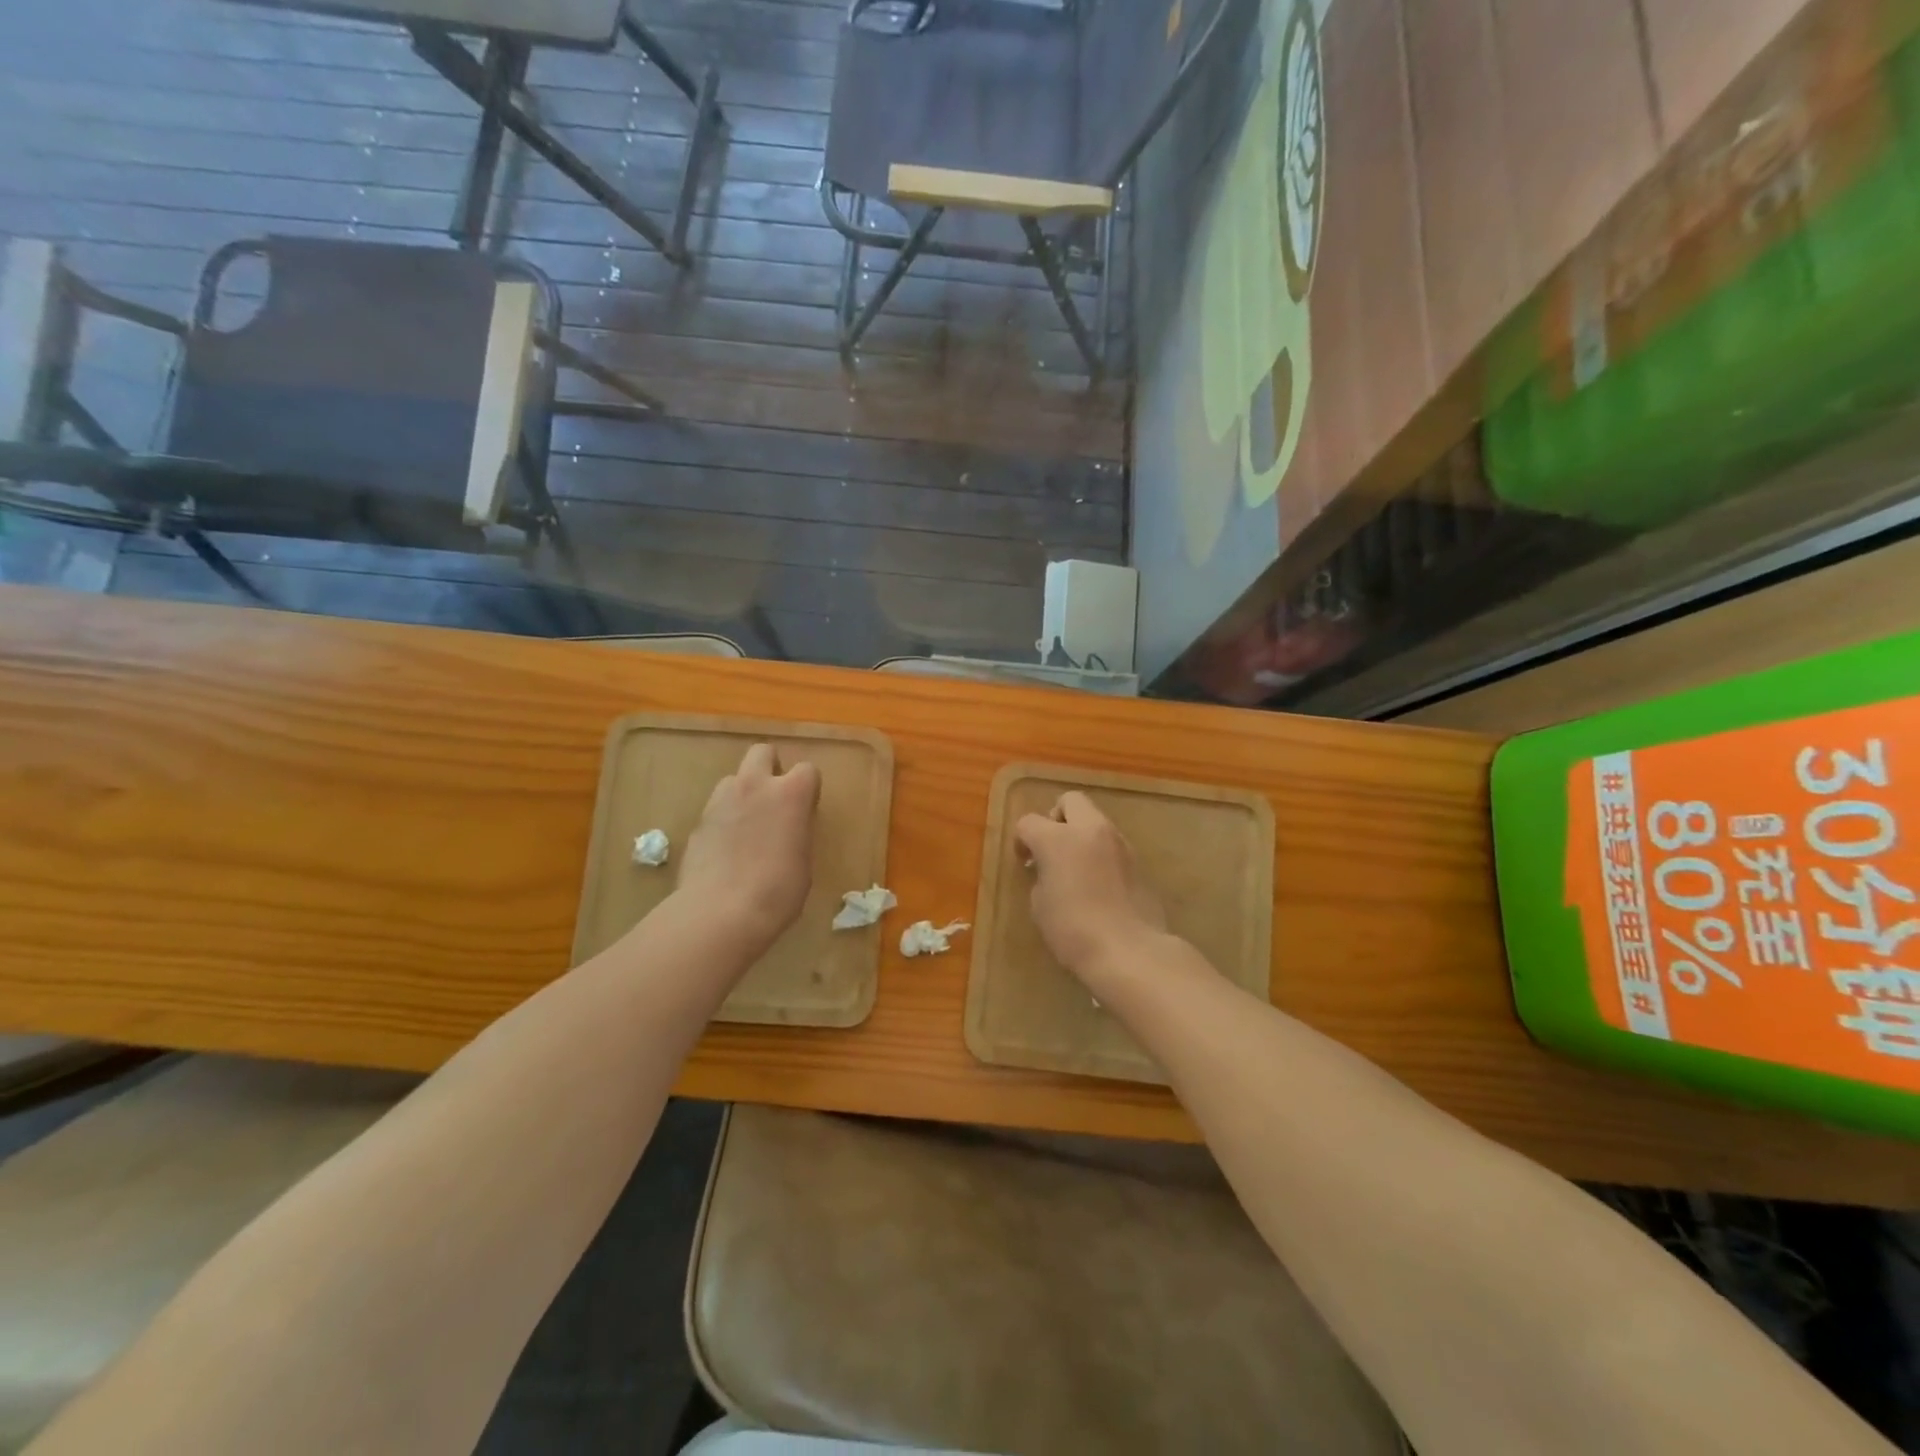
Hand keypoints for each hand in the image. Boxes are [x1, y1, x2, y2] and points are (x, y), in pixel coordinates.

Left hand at [676, 743, 820, 955]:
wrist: (719, 913)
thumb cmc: (777, 891)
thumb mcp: (803, 861)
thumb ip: (796, 832)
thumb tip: (787, 830)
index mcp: (790, 793)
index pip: (807, 770)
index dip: (808, 788)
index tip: (806, 810)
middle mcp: (754, 786)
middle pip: (762, 752)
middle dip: (770, 768)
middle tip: (774, 801)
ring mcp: (720, 801)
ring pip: (734, 779)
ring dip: (743, 793)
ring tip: (747, 827)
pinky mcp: (697, 822)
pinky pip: (716, 809)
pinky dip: (723, 821)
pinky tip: (726, 851)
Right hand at [1014, 791, 1166, 979]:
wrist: (1129, 951)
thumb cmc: (1073, 930)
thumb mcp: (1041, 906)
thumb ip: (1042, 877)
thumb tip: (1050, 871)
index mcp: (1058, 838)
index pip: (1029, 822)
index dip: (1022, 839)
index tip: (1025, 861)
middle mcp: (1090, 830)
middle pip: (1070, 801)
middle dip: (1057, 817)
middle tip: (1052, 847)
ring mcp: (1119, 843)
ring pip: (1096, 820)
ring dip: (1082, 834)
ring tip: (1077, 867)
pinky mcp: (1138, 861)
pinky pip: (1113, 844)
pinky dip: (1101, 853)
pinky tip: (1098, 883)